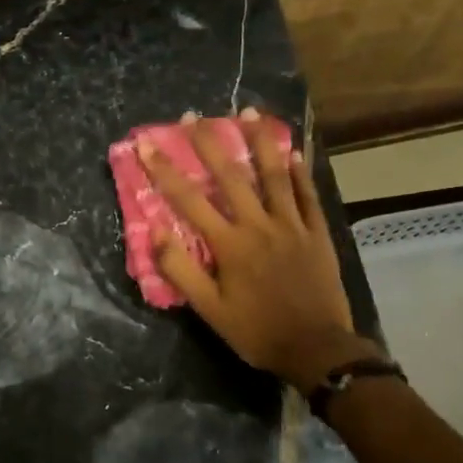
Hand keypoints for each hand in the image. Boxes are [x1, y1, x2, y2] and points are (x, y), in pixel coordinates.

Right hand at [138, 108, 372, 392]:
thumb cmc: (257, 331)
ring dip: (259, 142)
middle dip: (208, 143)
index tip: (146, 145)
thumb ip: (181, 270)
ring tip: (248, 113)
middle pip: (230, 176)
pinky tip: (293, 151)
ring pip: (273, 175)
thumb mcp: (209, 310)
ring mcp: (292, 226)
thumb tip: (154, 234)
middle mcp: (258, 225)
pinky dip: (299, 171)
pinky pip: (307, 195)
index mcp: (229, 244)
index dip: (164, 170)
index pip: (188, 200)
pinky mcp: (317, 233)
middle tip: (193, 115)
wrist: (317, 350)